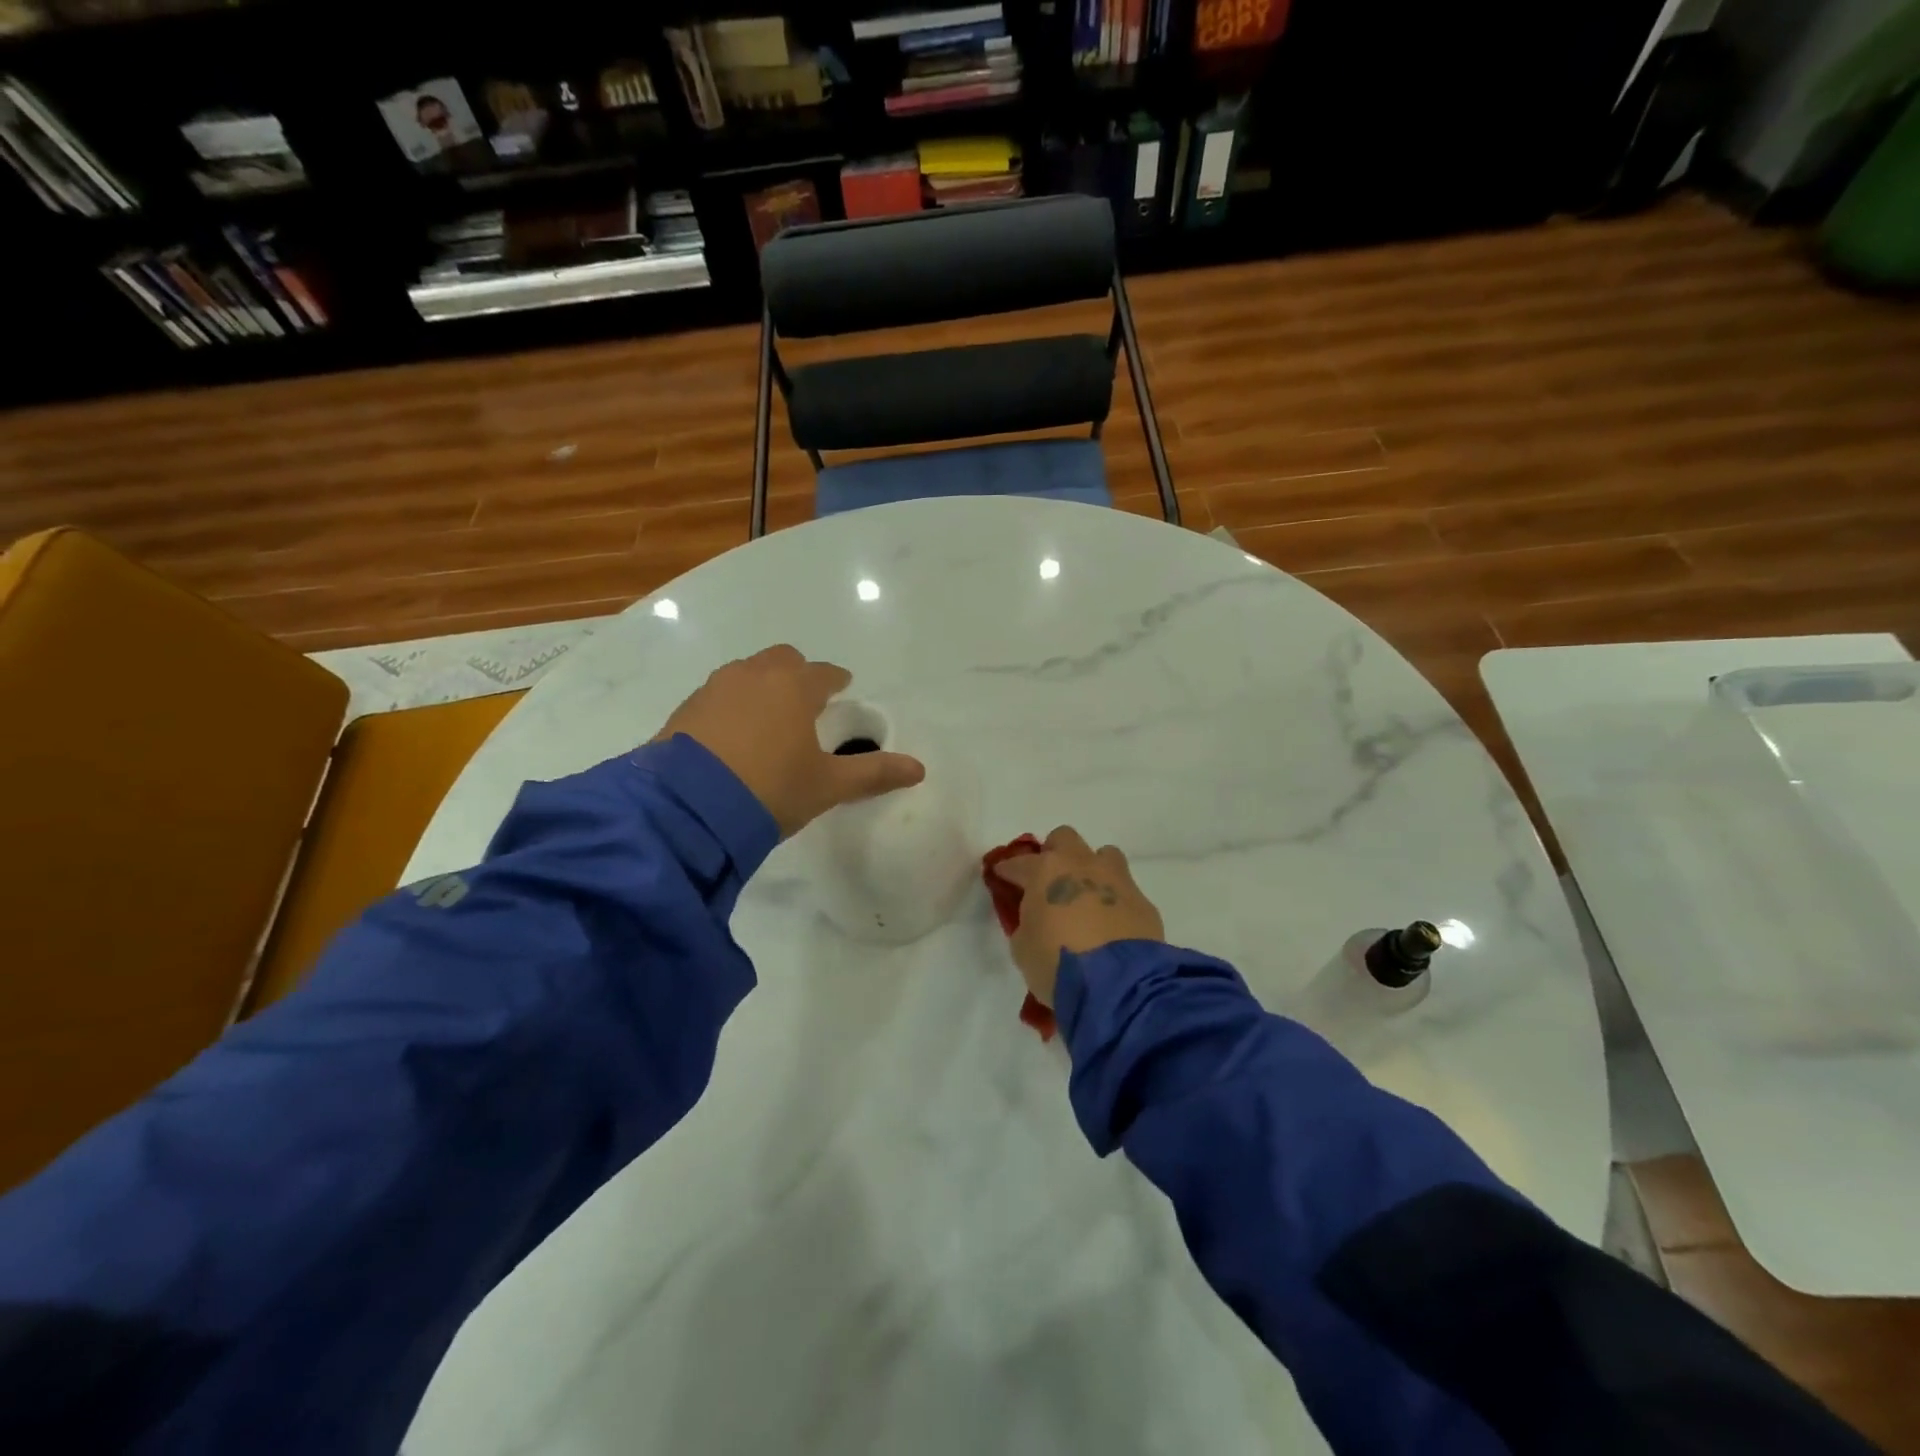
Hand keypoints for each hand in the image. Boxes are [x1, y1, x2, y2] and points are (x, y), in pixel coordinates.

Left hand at [652, 645, 924, 837]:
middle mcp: (754, 675)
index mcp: (794, 686)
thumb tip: (919, 769)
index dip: (835, 681)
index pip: (824, 673)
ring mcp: (714, 689)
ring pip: (746, 674)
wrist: (689, 808)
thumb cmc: (772, 788)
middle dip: (796, 675)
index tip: (840, 691)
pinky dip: (730, 706)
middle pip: (782, 660)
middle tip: (803, 704)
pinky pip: (717, 696)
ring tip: (766, 720)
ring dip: (760, 687)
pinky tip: (730, 737)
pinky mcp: (685, 709)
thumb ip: (873, 773)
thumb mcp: (828, 785)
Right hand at [990, 827, 1164, 1007]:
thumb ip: (1027, 924)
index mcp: (1045, 871)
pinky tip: (1111, 925)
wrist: (1118, 984)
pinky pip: (1125, 890)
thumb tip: (1038, 919)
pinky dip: (1114, 901)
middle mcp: (1081, 865)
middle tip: (1049, 880)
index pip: (1019, 862)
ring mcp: (1116, 879)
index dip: (1008, 870)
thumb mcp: (1023, 948)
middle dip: (1054, 853)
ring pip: (1103, 855)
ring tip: (1086, 896)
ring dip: (1092, 870)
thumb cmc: (1057, 963)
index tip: (1003, 877)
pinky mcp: (1143, 901)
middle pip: (1064, 839)